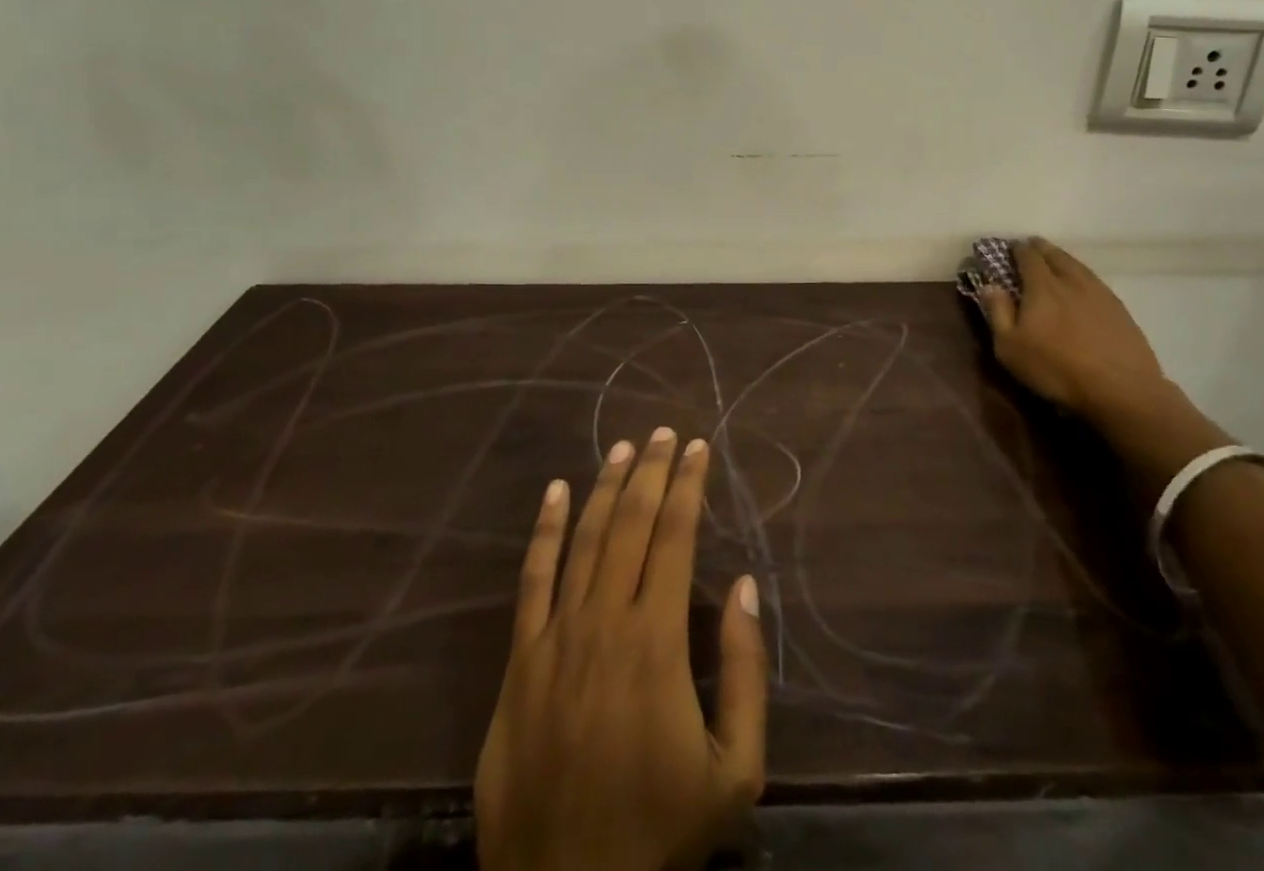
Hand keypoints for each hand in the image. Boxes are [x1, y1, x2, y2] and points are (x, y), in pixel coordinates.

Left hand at [474, 429, 767, 870]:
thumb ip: (743, 671)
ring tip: (623, 447)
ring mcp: (556, 638)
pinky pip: (532, 580)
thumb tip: (742, 585)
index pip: (675, 538)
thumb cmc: (660, 832)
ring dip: (604, 487)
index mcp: (656, 642)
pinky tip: (555, 492)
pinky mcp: (521, 661)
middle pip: (629, 526)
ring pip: (583, 541)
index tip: (698, 447)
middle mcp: (604, 622)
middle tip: (664, 432)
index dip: (687, 486)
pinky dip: (545, 531)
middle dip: (650, 472)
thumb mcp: (735, 771)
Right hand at [978, 238, 1167, 418]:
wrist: (1120, 389)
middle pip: (1055, 255)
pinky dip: (1083, 275)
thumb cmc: (1056, 369)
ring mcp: (1099, 293)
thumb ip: (998, 312)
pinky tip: (1083, 285)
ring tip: (1056, 260)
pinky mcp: (1119, 309)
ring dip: (1063, 258)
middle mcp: (1071, 281)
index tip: (1010, 248)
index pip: (1028, 257)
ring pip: (1078, 265)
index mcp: (1042, 286)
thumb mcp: (1010, 348)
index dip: (1018, 249)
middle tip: (1032, 247)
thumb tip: (989, 285)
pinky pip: (1095, 281)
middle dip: (1041, 248)